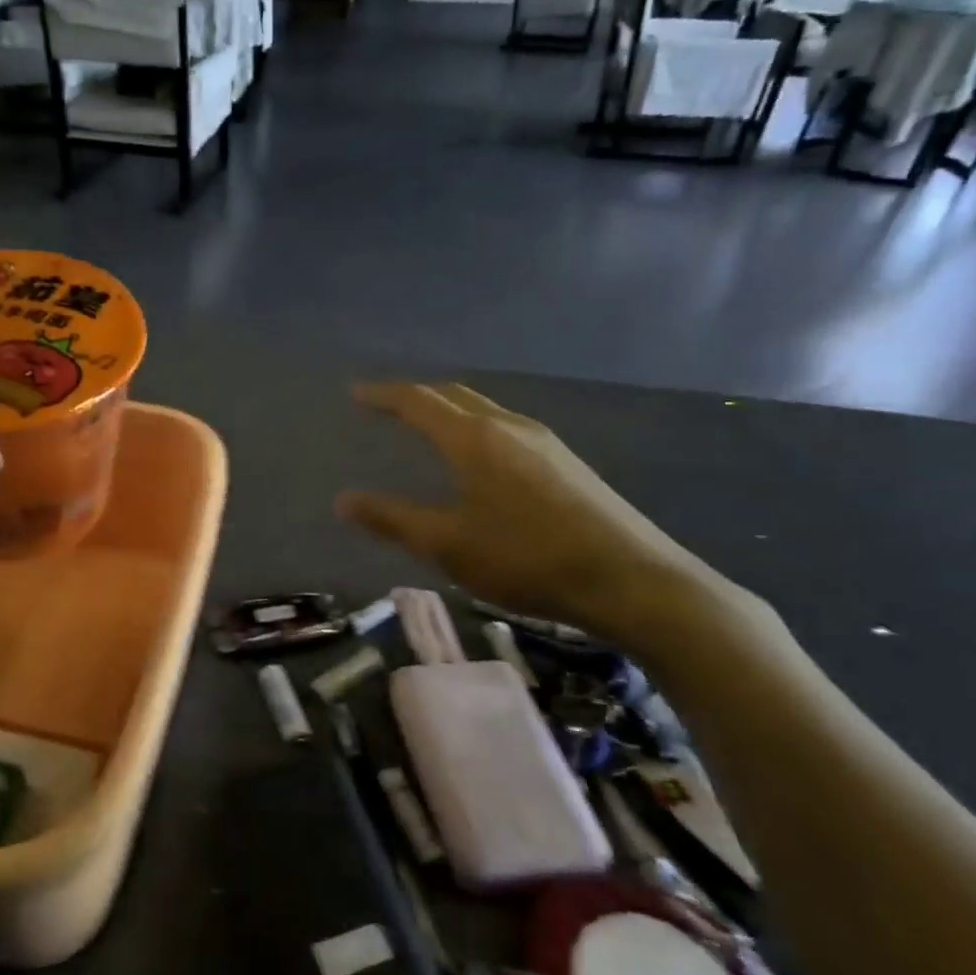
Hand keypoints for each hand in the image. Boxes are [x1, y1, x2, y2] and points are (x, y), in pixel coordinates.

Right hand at [336, 382, 718, 636]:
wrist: (632, 581)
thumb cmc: (528, 559)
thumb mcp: (448, 545)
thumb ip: (392, 519)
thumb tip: (343, 500)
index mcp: (474, 438)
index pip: (418, 401)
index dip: (383, 395)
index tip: (356, 393)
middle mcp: (508, 426)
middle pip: (453, 395)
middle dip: (416, 396)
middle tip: (388, 407)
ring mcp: (544, 441)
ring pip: (484, 410)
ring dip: (449, 411)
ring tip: (428, 429)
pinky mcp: (567, 462)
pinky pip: (506, 429)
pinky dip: (475, 428)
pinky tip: (480, 460)